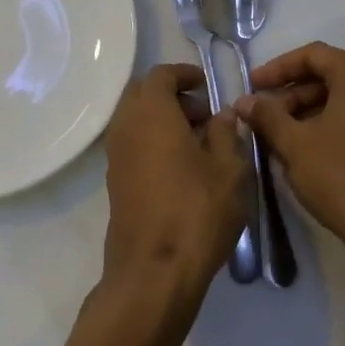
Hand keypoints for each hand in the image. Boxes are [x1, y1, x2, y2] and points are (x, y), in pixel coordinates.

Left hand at [102, 64, 247, 294]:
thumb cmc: (197, 211)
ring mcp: (115, 156)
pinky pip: (133, 145)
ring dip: (162, 120)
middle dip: (172, 96)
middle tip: (204, 114)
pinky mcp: (115, 182)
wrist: (153, 271)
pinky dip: (153, 142)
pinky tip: (181, 168)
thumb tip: (223, 114)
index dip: (184, 74)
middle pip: (143, 95)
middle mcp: (126, 126)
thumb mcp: (229, 169)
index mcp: (151, 112)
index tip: (205, 84)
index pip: (160, 75)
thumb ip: (227, 134)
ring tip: (199, 143)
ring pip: (136, 121)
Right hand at [236, 42, 344, 267]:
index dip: (277, 68)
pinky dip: (330, 123)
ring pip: (344, 97)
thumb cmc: (342, 177)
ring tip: (279, 135)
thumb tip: (245, 101)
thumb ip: (267, 116)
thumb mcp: (294, 144)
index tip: (252, 86)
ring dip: (308, 110)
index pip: (312, 55)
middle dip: (292, 92)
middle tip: (263, 115)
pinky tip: (307, 149)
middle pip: (329, 74)